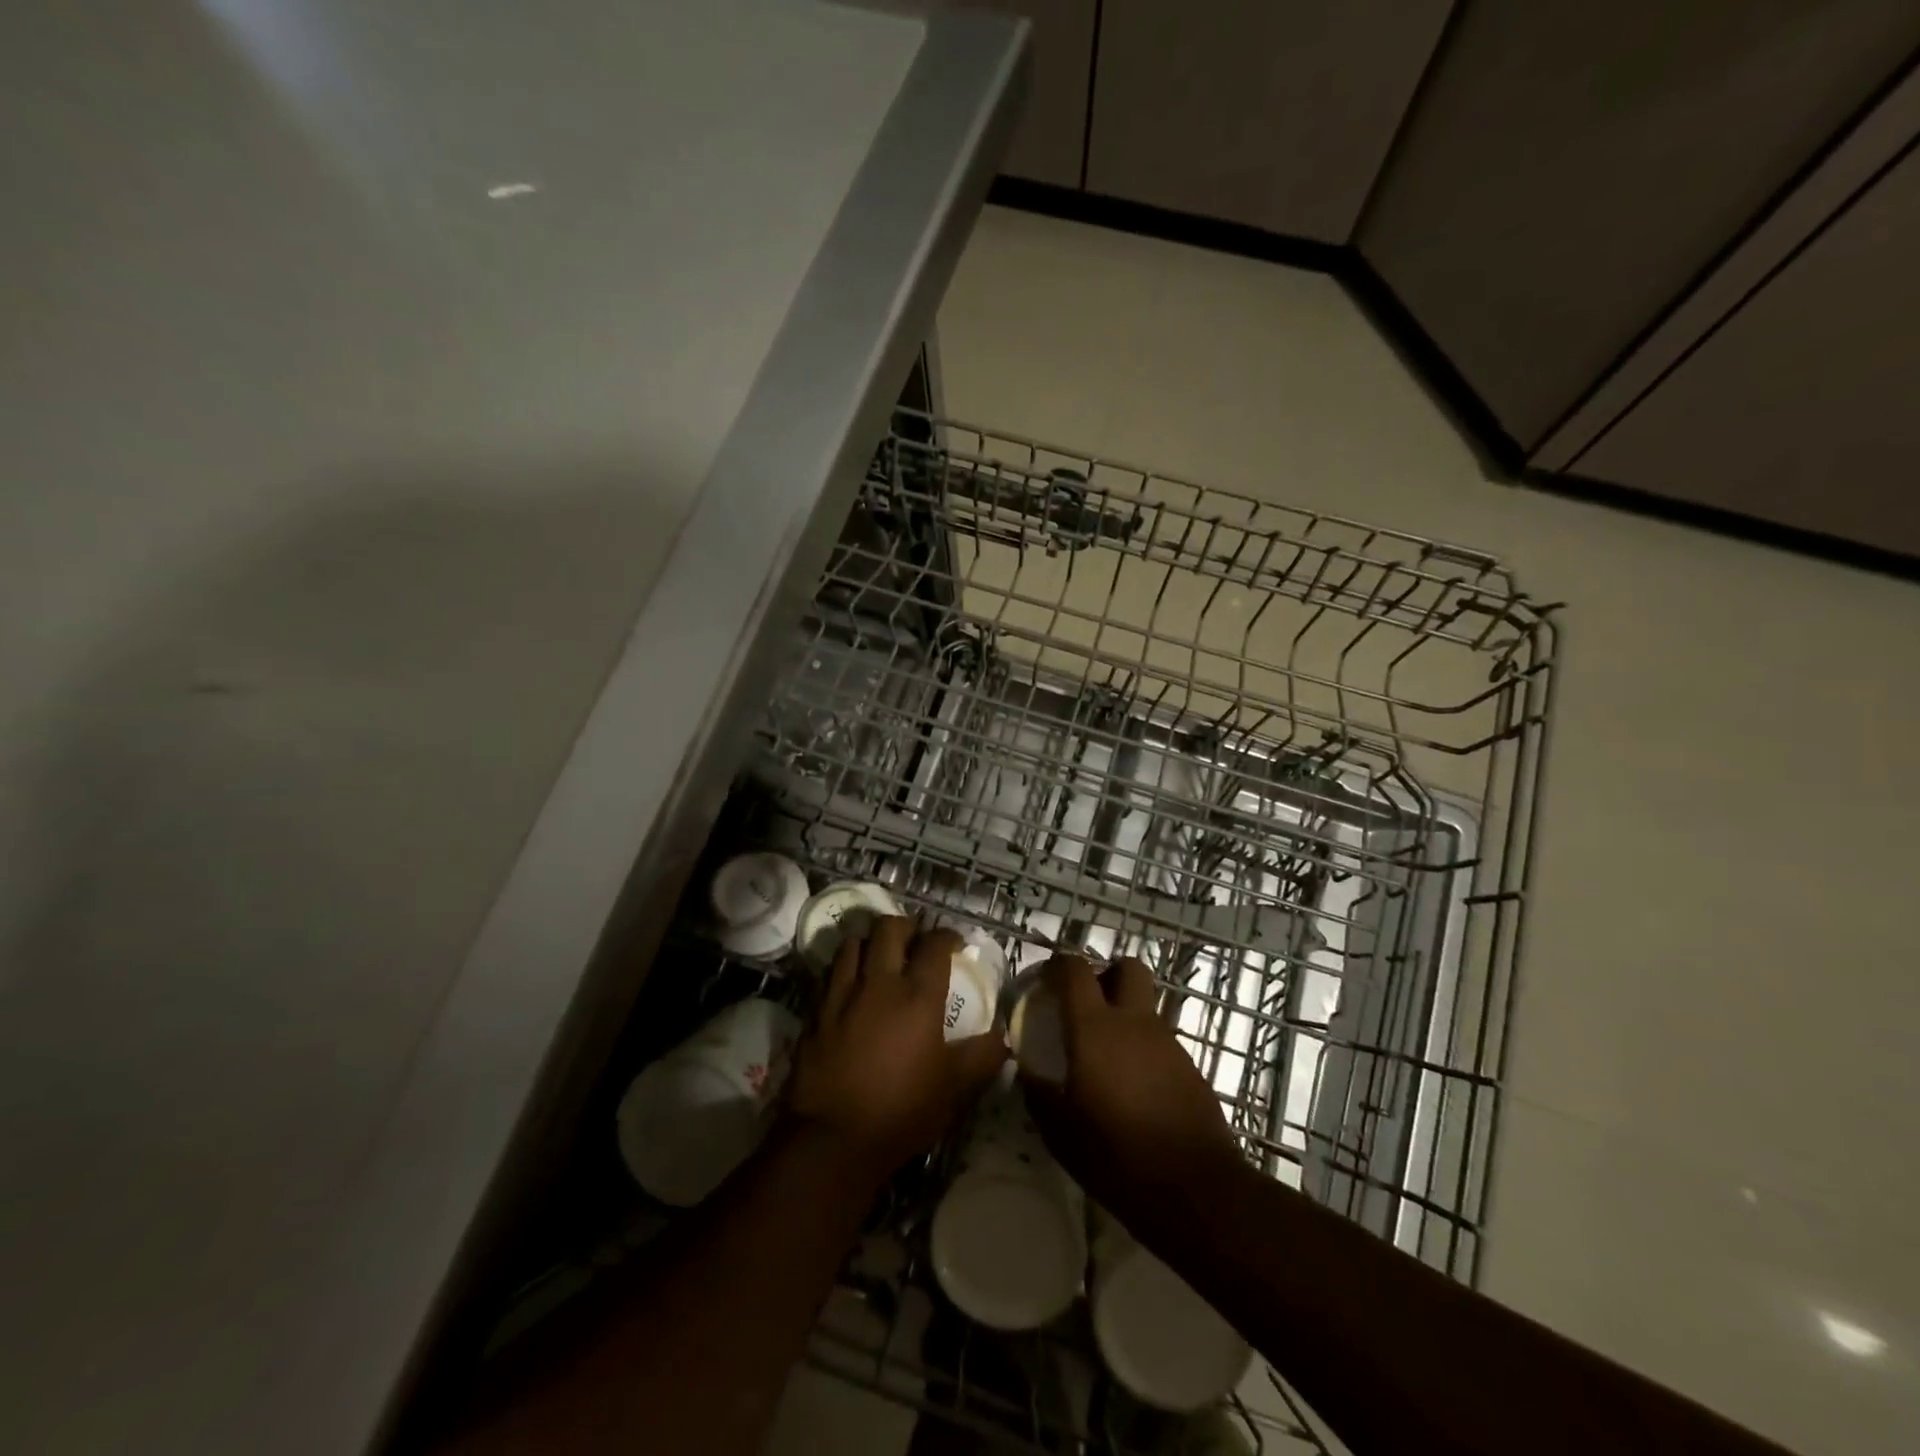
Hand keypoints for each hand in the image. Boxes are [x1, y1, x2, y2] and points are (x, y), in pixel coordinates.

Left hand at [782, 917, 1007, 1183]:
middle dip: (906, 927)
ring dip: (870, 943)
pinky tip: (851, 987)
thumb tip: (1005, 1037)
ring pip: (853, 943)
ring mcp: (842, 994)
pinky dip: (844, 969)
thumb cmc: (902, 1110)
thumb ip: (984, 1056)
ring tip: (879, 957)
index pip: (935, 944)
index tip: (954, 944)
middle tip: (915, 942)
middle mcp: (879, 983)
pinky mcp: (815, 1012)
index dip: (947, 936)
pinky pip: (830, 973)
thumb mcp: (955, 1088)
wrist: (834, 1139)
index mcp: (918, 996)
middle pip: (889, 928)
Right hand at [1021, 954, 1244, 1241]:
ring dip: (1124, 1015)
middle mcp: (1134, 1022)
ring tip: (1105, 1056)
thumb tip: (1027, 1071)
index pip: (1076, 970)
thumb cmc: (1118, 1156)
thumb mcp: (1061, 1133)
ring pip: (1144, 1006)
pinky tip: (1132, 1086)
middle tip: (1086, 1004)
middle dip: (1106, 974)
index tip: (1045, 981)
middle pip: (1127, 968)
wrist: (1197, 1190)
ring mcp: (1167, 1042)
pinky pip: (1159, 1039)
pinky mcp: (1189, 1066)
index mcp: (1095, 1028)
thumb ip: (1039, 1094)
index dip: (1058, 966)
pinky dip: (1142, 1048)